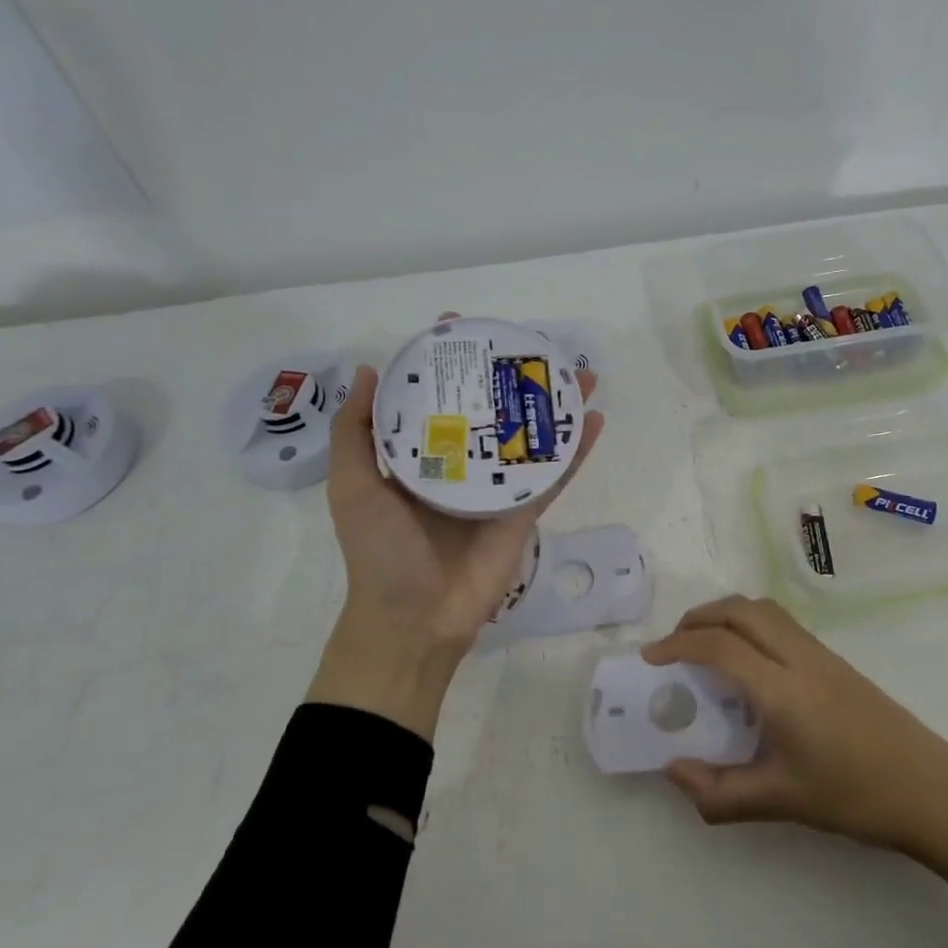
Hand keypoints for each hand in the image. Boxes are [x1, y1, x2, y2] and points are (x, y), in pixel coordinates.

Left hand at [309, 360, 603, 739]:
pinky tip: (594, 420)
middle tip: (535, 346)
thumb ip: (356, 433)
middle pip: (492, 411)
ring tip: (580, 374)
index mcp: (419, 456)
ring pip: (531, 437)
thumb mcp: (352, 486)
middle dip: (513, 378)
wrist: (414, 620)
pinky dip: (575, 449)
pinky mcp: (524, 512)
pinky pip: (553, 475)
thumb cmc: (379, 551)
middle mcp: (460, 464)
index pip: (435, 398)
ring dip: (556, 407)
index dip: (448, 363)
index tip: (462, 328)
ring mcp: (496, 488)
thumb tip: (370, 371)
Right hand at [644, 596, 947, 923]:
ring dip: (726, 615)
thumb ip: (719, 792)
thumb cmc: (854, 795)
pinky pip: (781, 623)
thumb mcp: (780, 801)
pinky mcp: (834, 659)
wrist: (929, 787)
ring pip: (763, 610)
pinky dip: (750, 624)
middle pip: (739, 610)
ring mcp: (820, 653)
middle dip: (699, 617)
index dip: (678, 645)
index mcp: (780, 688)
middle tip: (673, 645)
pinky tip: (748, 663)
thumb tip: (673, 771)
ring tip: (705, 646)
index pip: (718, 646)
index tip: (651, 659)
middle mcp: (797, 657)